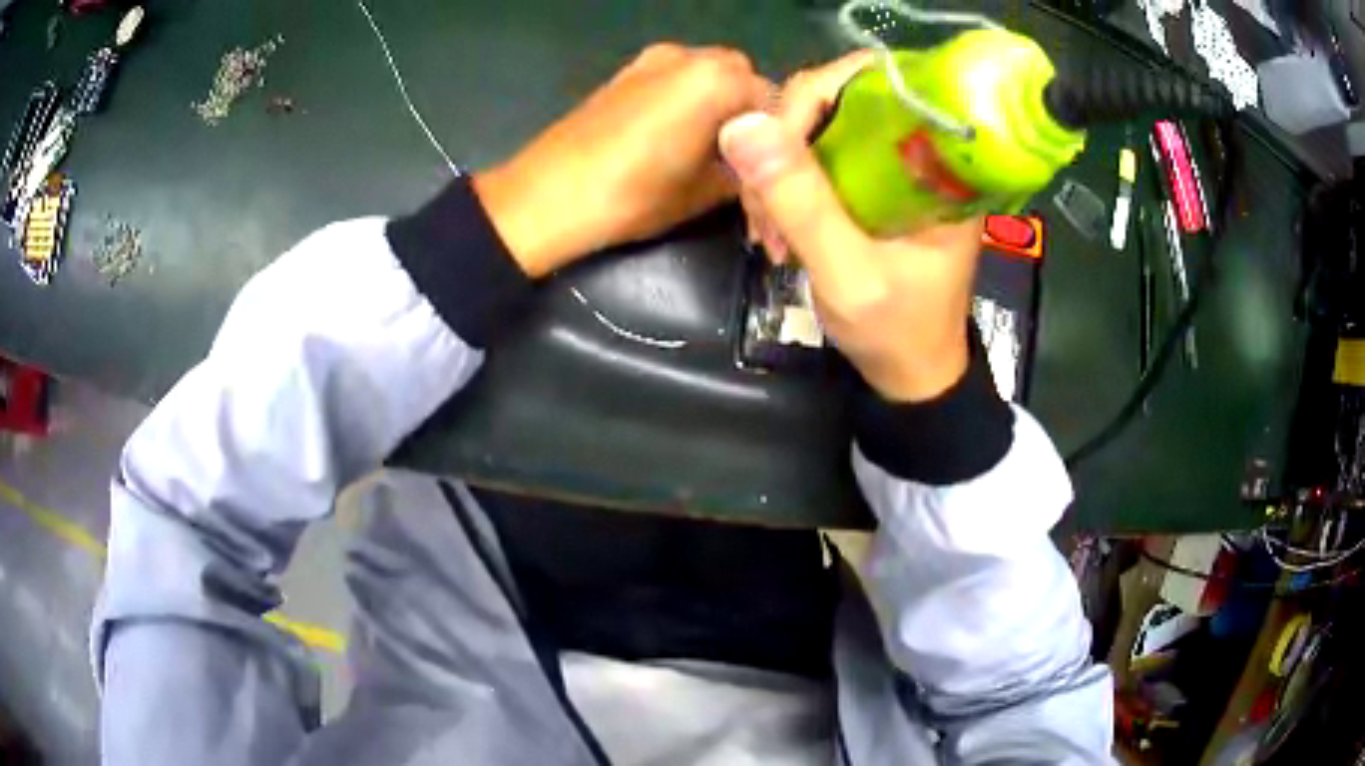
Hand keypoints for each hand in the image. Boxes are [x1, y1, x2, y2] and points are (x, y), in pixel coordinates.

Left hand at [474, 44, 771, 277]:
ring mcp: (651, 60)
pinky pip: (677, 79)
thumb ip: (748, 169)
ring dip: (720, 108)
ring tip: (710, 152)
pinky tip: (678, 138)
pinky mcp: (625, 73)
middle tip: (743, 161)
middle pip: (743, 80)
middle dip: (749, 118)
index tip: (774, 172)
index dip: (779, 140)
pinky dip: (690, 101)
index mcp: (716, 78)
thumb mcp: (706, 192)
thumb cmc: (632, 195)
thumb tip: (764, 167)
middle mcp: (688, 55)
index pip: (775, 101)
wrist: (545, 198)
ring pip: (709, 77)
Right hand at [719, 52, 983, 402]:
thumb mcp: (850, 273)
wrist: (911, 372)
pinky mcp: (865, 183)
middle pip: (835, 98)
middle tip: (764, 208)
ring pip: (815, 128)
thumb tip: (740, 124)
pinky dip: (781, 187)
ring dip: (775, 172)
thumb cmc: (898, 330)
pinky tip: (775, 230)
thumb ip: (802, 201)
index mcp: (938, 158)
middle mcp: (915, 148)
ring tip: (769, 234)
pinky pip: (811, 157)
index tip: (777, 149)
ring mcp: (887, 164)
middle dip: (785, 144)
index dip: (816, 93)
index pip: (875, 79)